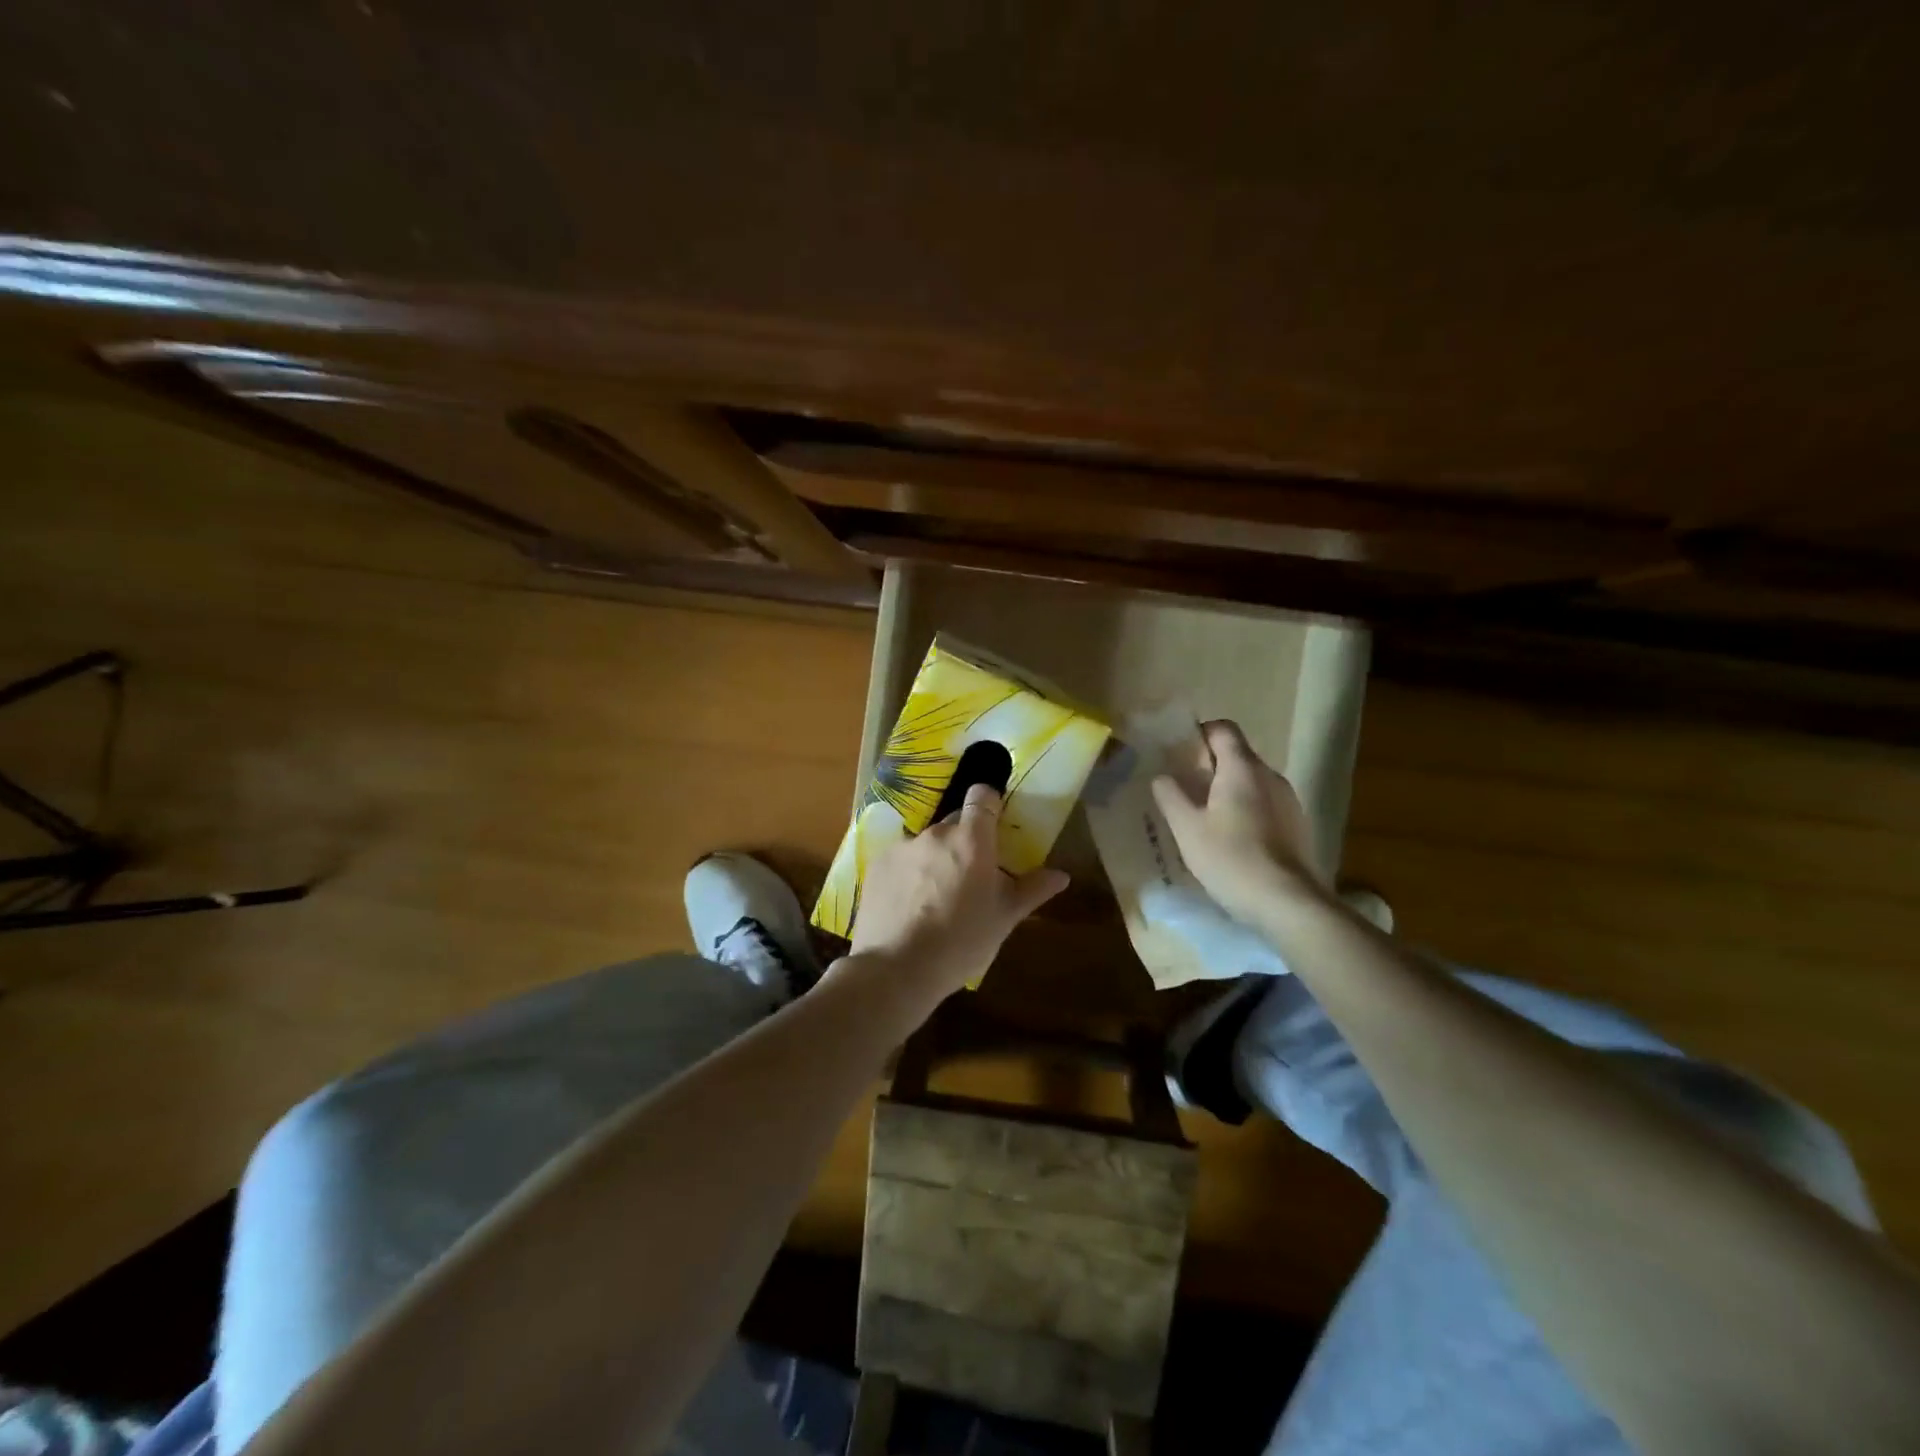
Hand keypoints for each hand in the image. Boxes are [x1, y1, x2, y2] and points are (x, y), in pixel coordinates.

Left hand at [845, 783, 1068, 1006]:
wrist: (897, 969)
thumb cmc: (961, 942)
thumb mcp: (1004, 918)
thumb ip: (1032, 890)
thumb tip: (1061, 875)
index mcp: (971, 840)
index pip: (981, 796)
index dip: (990, 803)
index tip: (995, 824)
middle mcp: (935, 833)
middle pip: (954, 822)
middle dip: (965, 840)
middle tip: (971, 875)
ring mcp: (902, 847)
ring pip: (926, 843)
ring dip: (935, 858)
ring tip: (936, 896)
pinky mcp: (877, 865)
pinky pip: (901, 859)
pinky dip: (908, 872)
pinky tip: (909, 904)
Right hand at [1150, 719, 1328, 925]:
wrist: (1287, 903)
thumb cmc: (1230, 858)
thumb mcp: (1187, 828)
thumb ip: (1171, 795)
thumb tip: (1162, 775)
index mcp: (1243, 768)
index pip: (1223, 729)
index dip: (1200, 733)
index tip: (1179, 752)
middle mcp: (1270, 776)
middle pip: (1238, 755)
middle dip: (1210, 765)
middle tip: (1184, 788)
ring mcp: (1289, 801)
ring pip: (1252, 782)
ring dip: (1229, 790)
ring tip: (1205, 817)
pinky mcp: (1298, 826)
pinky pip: (1266, 804)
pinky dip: (1246, 810)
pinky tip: (1232, 839)